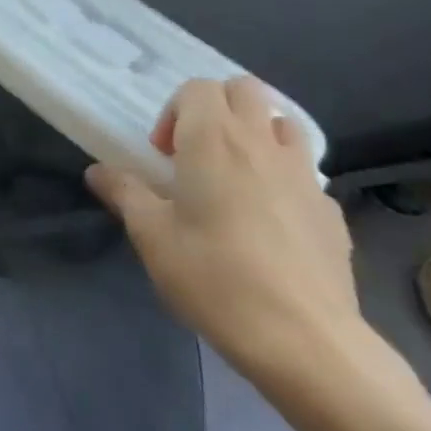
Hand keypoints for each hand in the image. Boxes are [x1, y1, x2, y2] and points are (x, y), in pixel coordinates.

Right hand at [87, 77, 362, 381]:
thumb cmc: (216, 278)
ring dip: (258, 134)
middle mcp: (261, 144)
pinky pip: (306, 175)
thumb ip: (124, 193)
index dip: (175, 110)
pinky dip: (285, 180)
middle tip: (198, 151)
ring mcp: (304, 177)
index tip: (164, 155)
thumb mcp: (152, 236)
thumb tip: (97, 171)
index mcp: (214, 139)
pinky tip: (272, 223)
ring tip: (238, 177)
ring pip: (284, 124)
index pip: (198, 87)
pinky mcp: (333, 213)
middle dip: (219, 107)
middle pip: (246, 90)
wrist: (306, 343)